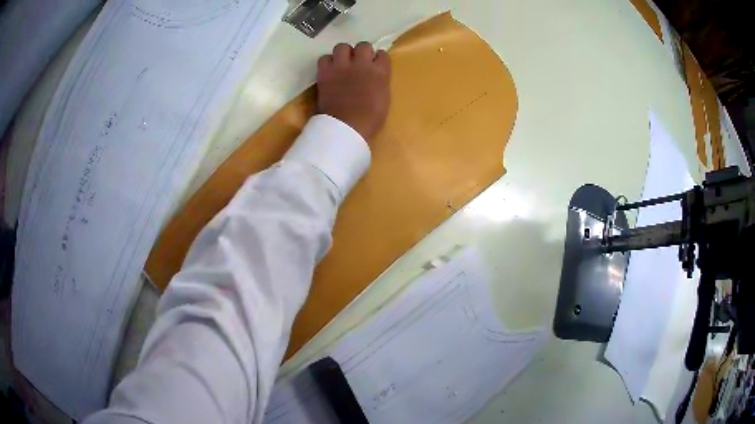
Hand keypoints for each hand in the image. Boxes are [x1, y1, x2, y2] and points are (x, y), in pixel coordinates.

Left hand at [317, 42, 391, 142]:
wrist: (346, 126)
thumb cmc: (370, 118)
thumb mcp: (384, 98)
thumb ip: (380, 82)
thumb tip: (375, 77)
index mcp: (380, 72)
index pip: (382, 54)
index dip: (377, 59)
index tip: (375, 65)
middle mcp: (362, 63)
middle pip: (363, 45)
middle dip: (361, 52)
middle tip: (358, 62)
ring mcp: (342, 66)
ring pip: (342, 46)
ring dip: (343, 53)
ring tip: (342, 63)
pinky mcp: (325, 72)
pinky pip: (324, 58)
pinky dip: (327, 62)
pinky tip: (330, 70)